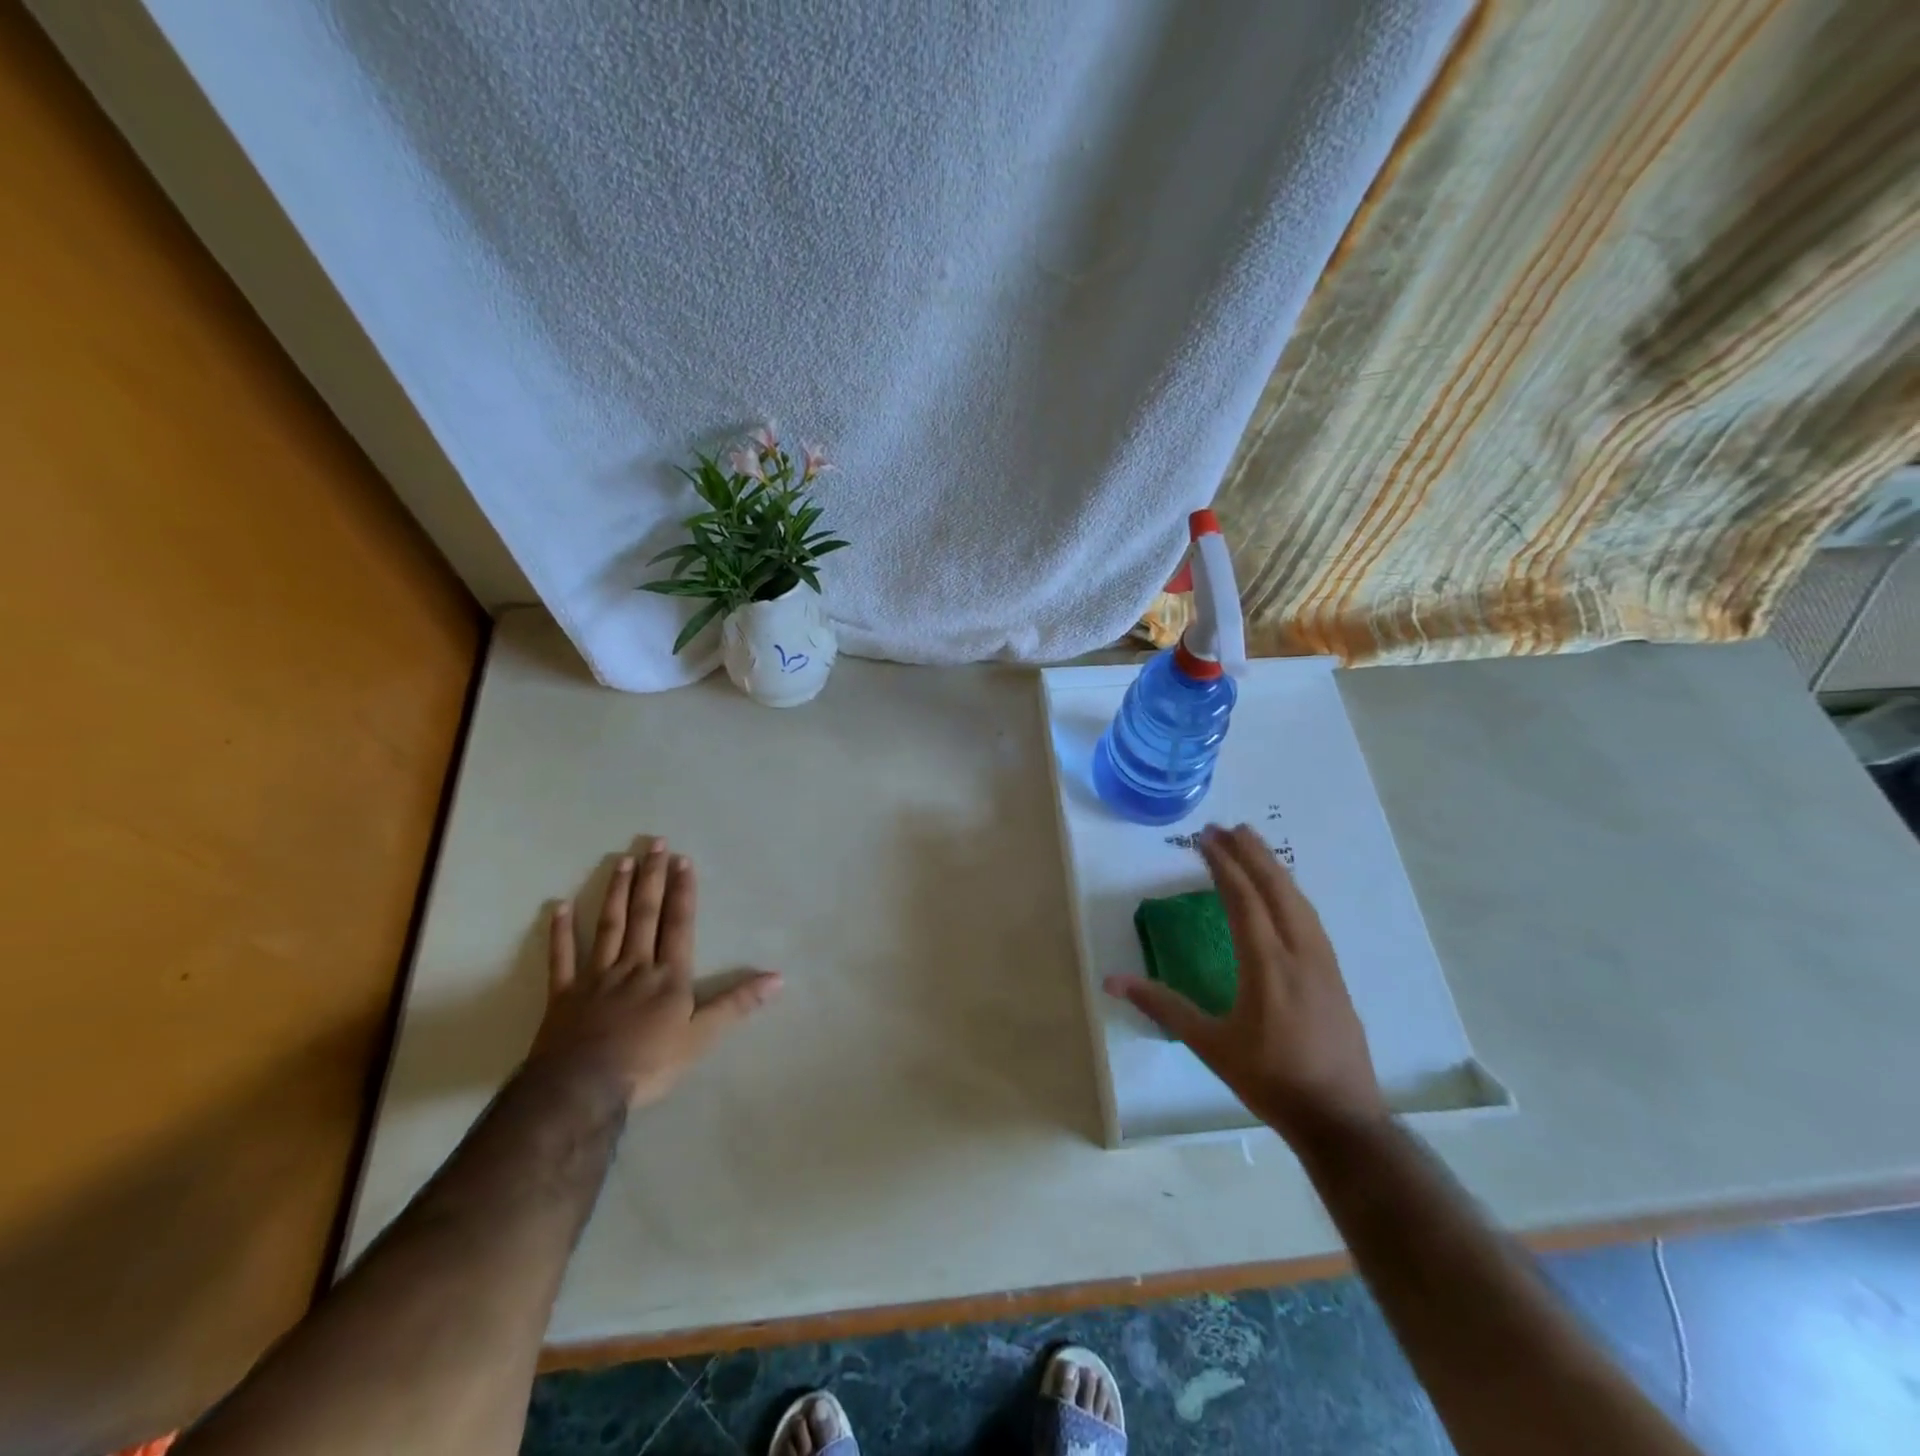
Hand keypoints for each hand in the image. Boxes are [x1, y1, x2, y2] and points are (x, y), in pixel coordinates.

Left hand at [529, 837, 780, 1108]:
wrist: (582, 1090)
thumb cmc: (648, 1064)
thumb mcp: (701, 1038)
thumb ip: (737, 1004)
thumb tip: (778, 978)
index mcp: (668, 976)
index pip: (679, 924)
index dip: (683, 891)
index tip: (682, 859)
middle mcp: (634, 965)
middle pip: (645, 914)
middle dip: (652, 878)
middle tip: (654, 843)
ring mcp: (596, 977)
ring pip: (609, 926)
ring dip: (616, 892)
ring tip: (622, 860)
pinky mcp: (564, 994)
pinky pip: (562, 958)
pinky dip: (560, 932)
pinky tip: (558, 906)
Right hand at [1104, 823, 1385, 1145]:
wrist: (1340, 1119)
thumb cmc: (1270, 1080)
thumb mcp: (1210, 1045)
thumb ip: (1164, 1006)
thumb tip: (1112, 981)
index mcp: (1268, 965)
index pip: (1244, 899)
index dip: (1223, 864)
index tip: (1205, 838)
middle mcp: (1300, 953)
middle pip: (1277, 889)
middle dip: (1252, 854)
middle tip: (1228, 827)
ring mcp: (1324, 963)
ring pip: (1299, 901)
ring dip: (1274, 869)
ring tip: (1254, 846)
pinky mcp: (1335, 977)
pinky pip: (1310, 919)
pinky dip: (1291, 893)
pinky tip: (1284, 894)